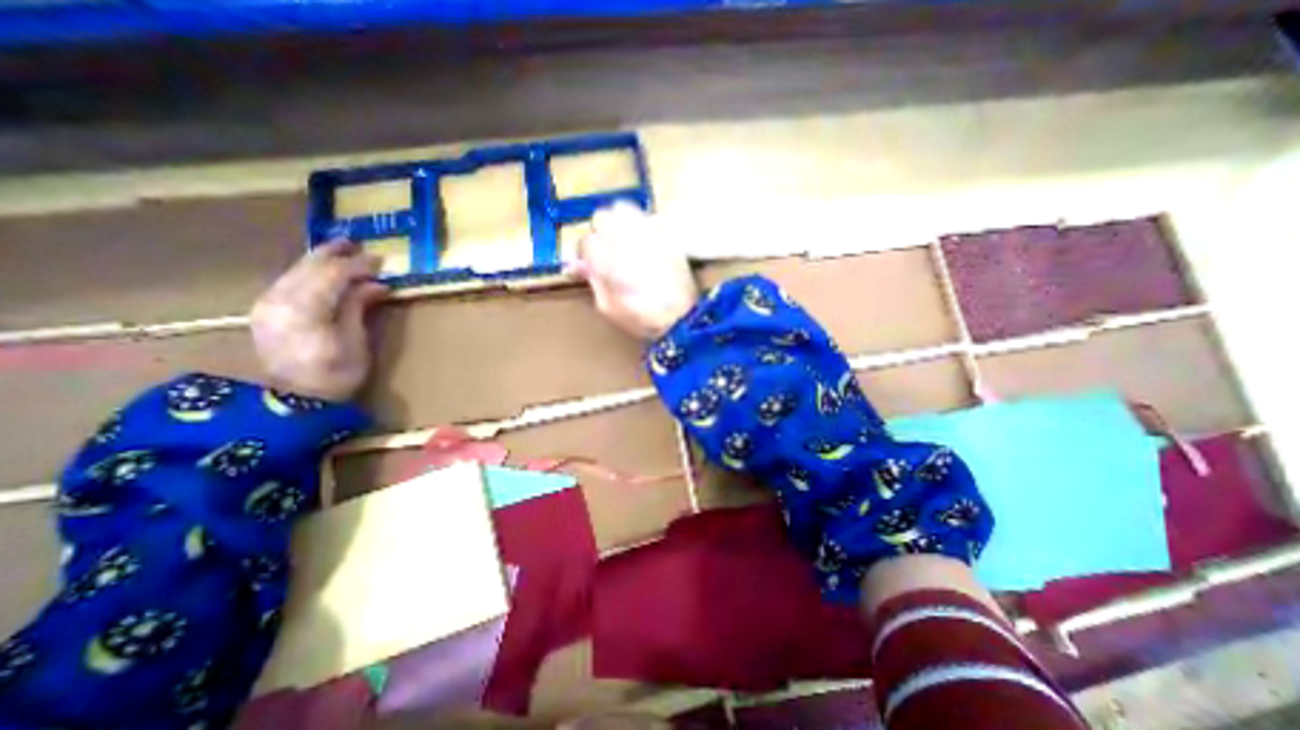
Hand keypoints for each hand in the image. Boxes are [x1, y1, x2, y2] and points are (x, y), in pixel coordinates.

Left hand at [247, 242, 387, 401]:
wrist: (294, 401)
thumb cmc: (336, 375)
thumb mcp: (356, 342)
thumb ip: (359, 307)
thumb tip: (376, 285)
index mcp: (306, 310)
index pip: (333, 275)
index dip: (358, 265)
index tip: (380, 260)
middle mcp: (279, 301)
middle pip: (309, 267)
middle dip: (334, 254)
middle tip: (356, 244)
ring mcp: (267, 304)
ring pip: (295, 271)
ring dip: (319, 260)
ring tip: (341, 251)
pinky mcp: (265, 310)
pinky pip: (288, 281)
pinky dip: (308, 273)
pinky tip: (321, 272)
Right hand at [565, 203, 694, 338]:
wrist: (683, 318)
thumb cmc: (642, 319)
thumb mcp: (608, 308)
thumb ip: (592, 281)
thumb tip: (574, 264)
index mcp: (611, 262)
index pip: (586, 242)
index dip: (585, 254)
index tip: (589, 264)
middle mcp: (628, 241)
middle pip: (602, 217)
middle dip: (599, 232)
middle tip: (605, 250)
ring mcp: (650, 234)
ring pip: (623, 209)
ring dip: (617, 222)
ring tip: (622, 240)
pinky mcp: (667, 233)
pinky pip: (646, 216)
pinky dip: (638, 224)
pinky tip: (642, 242)